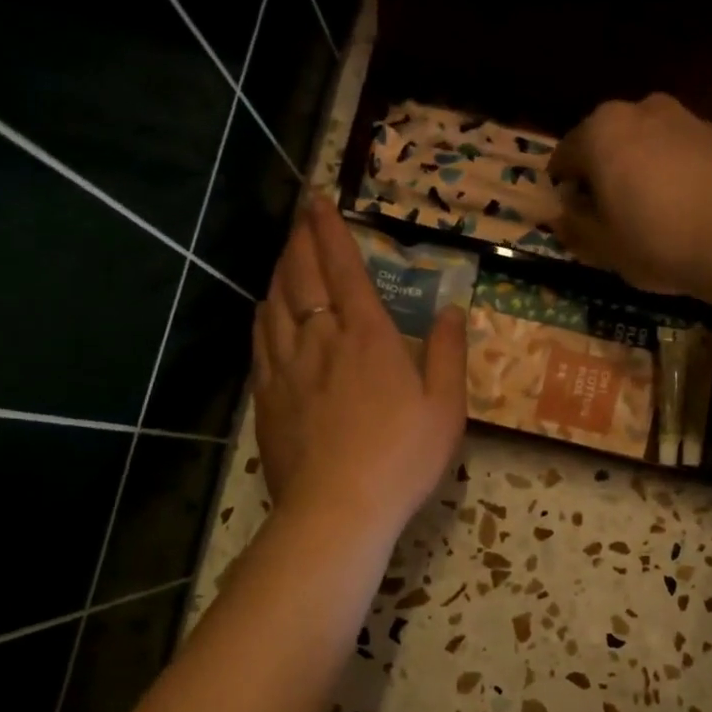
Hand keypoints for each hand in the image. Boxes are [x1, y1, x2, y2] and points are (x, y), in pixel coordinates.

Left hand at [252, 202, 466, 541]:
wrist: (337, 510)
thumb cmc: (402, 458)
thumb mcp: (446, 408)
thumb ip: (447, 353)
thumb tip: (450, 309)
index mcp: (368, 336)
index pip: (344, 268)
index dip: (331, 230)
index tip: (319, 201)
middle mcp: (321, 339)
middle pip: (303, 276)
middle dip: (301, 240)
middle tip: (300, 217)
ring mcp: (287, 367)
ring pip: (276, 302)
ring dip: (280, 270)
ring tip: (286, 253)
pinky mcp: (267, 396)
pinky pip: (260, 339)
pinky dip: (263, 312)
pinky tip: (265, 308)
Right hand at [548, 93, 711, 294]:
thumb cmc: (658, 241)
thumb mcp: (602, 247)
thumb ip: (572, 228)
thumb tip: (561, 216)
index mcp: (600, 132)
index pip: (564, 159)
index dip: (565, 193)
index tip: (576, 221)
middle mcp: (640, 109)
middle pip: (606, 145)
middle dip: (603, 176)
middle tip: (612, 218)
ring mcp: (684, 117)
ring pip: (645, 145)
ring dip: (639, 171)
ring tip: (651, 214)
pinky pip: (679, 152)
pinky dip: (673, 173)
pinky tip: (685, 208)